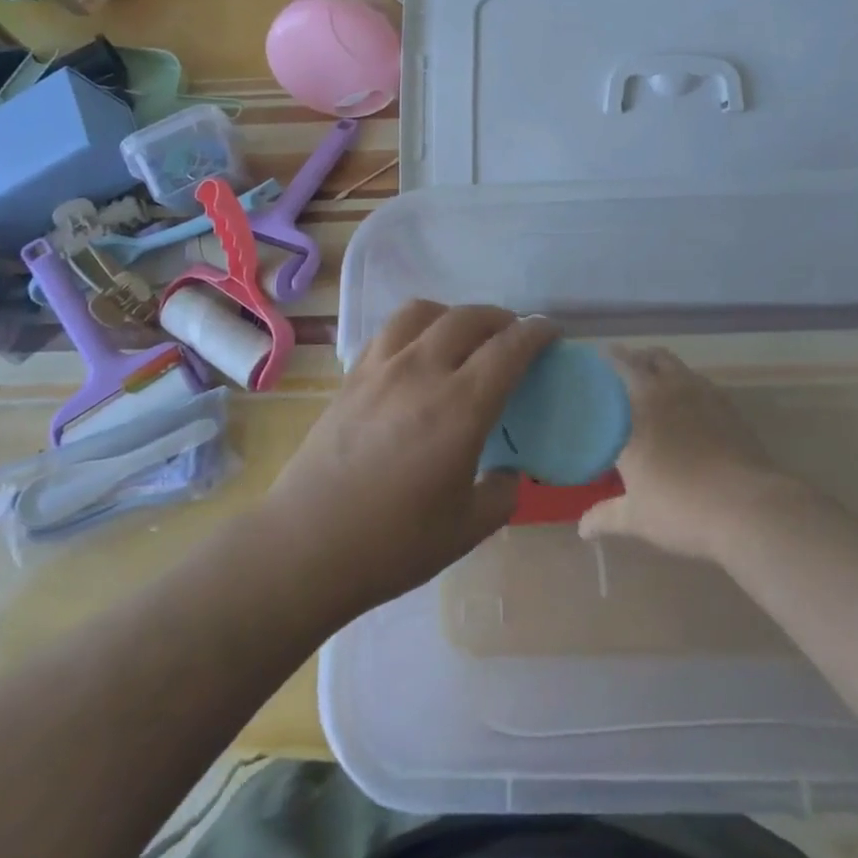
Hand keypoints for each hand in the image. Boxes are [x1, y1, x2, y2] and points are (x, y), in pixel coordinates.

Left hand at [266, 300, 557, 622]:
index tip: (551, 332)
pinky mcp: (351, 376)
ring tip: (463, 336)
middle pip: (469, 318)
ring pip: (424, 312)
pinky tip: (416, 353)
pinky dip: (415, 328)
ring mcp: (381, 368)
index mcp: (460, 407)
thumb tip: (510, 471)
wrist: (306, 545)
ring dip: (454, 314)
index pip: (509, 348)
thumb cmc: (393, 544)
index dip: (536, 332)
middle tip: (514, 336)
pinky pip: (390, 331)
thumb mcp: (467, 528)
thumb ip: (502, 493)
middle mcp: (422, 372)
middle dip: (501, 318)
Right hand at [579, 345, 774, 562]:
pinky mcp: (727, 405)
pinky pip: (699, 381)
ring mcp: (700, 394)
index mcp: (636, 410)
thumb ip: (606, 517)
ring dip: (660, 365)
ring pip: (675, 364)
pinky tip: (687, 405)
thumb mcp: (637, 518)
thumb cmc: (681, 508)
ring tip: (653, 382)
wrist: (747, 507)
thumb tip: (582, 529)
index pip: (618, 368)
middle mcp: (665, 392)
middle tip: (623, 370)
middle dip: (634, 357)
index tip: (599, 358)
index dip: (608, 358)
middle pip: (648, 357)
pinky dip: (686, 383)